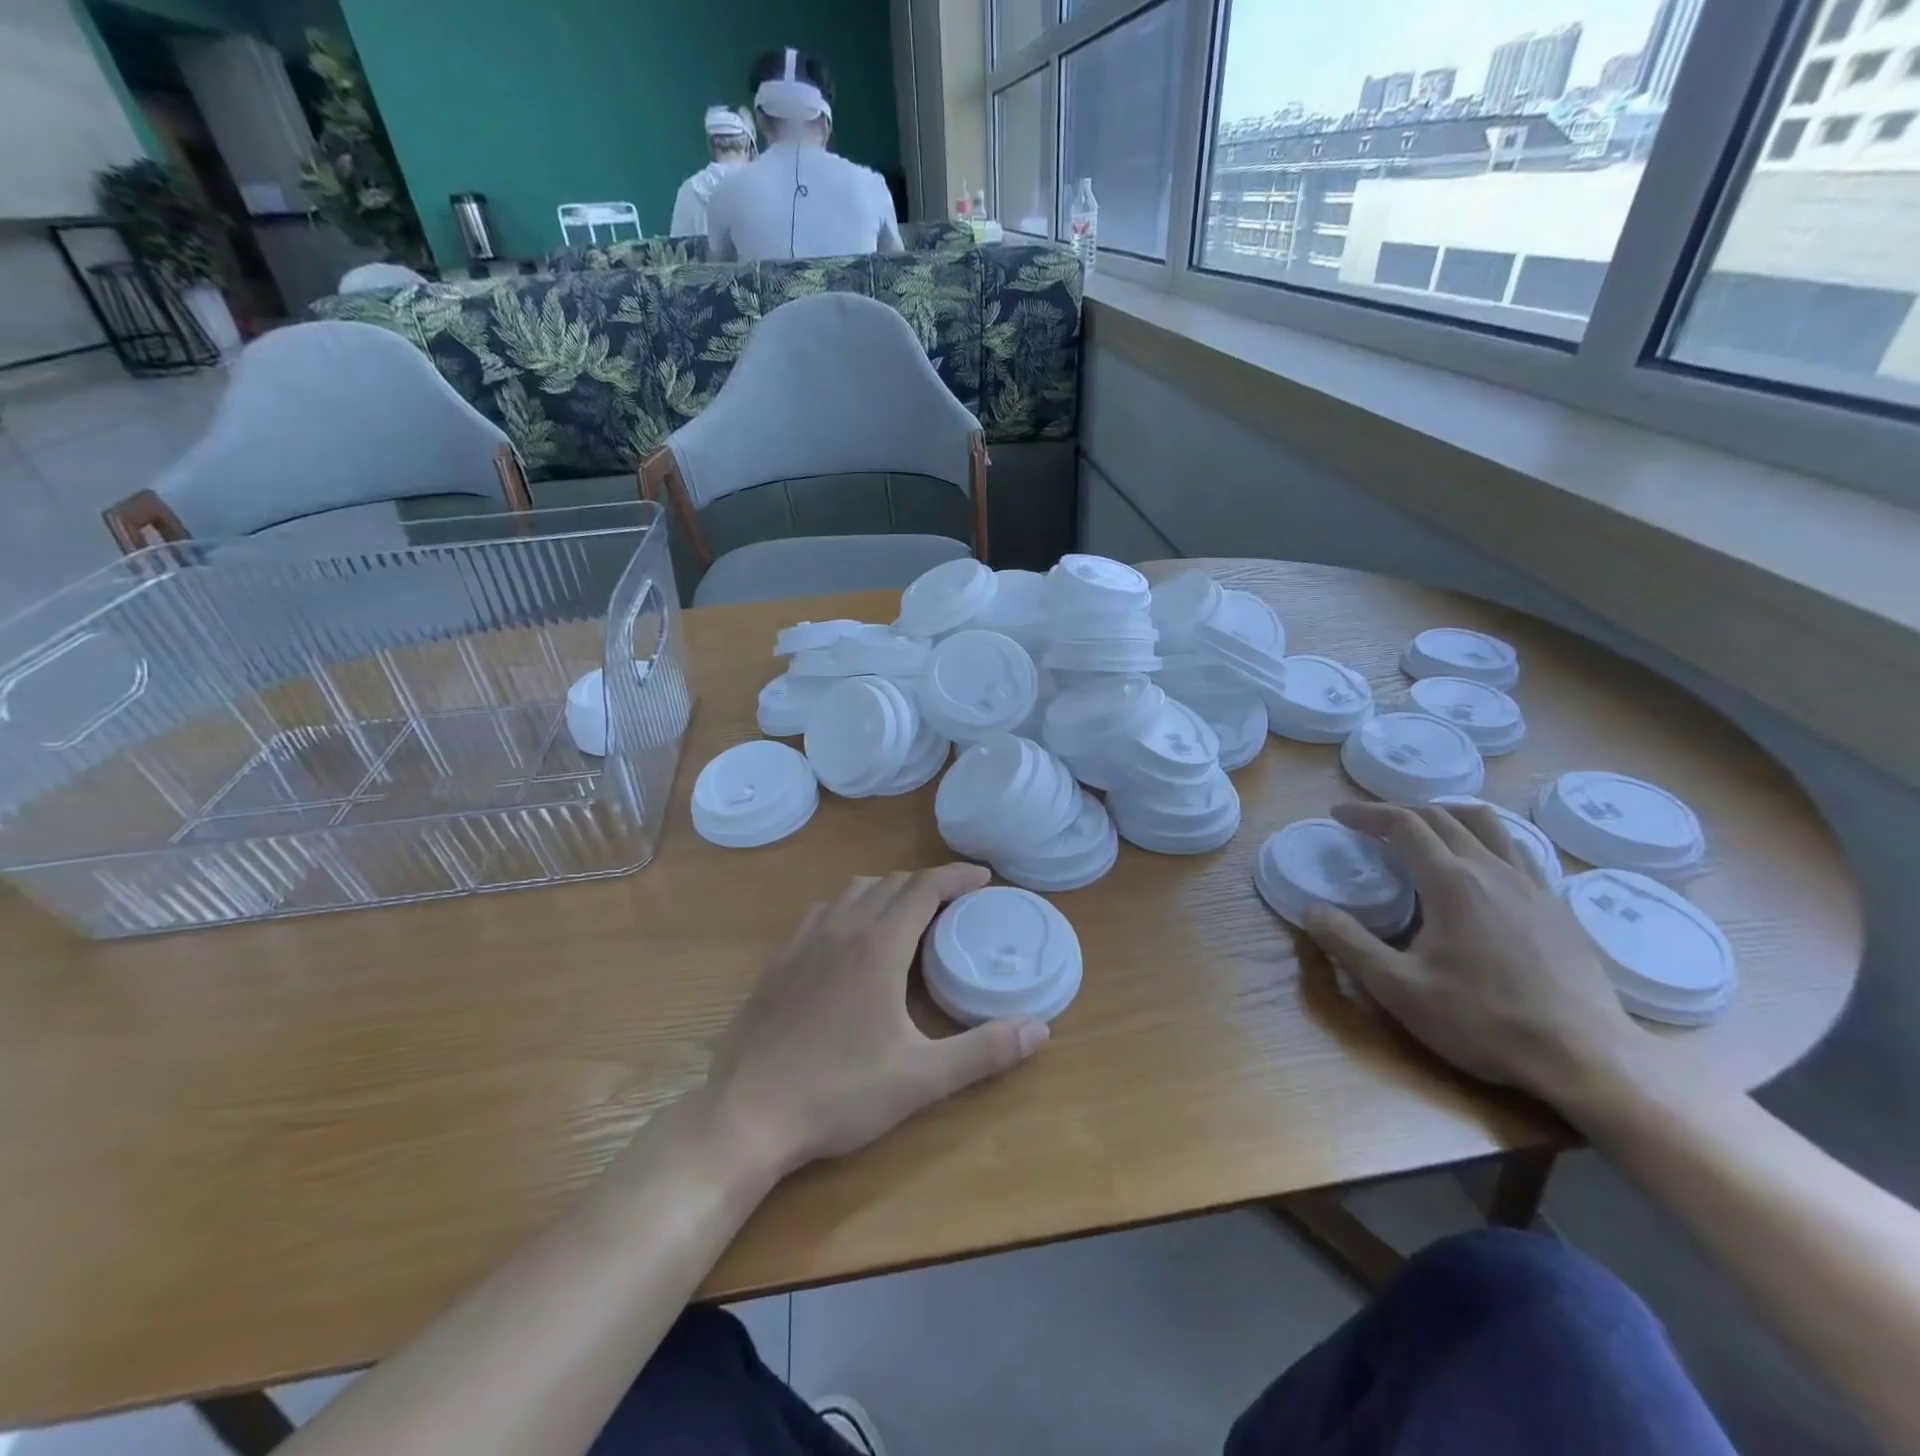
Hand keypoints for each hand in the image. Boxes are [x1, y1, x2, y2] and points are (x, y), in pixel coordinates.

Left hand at [696, 864, 1049, 1178]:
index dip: (956, 876)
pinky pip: (821, 913)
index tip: (983, 877)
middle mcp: (840, 929)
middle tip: (954, 904)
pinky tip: (850, 942)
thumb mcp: (921, 1078)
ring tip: (906, 917)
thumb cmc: (839, 1092)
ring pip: (851, 892)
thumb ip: (984, 1051)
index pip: (923, 888)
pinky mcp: (777, 962)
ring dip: (886, 892)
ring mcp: (803, 942)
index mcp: (877, 946)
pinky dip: (849, 909)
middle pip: (890, 883)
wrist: (745, 1114)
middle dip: (926, 884)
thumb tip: (1040, 1028)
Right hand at [1301, 802, 1644, 1103]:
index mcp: (1452, 882)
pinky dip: (1488, 841)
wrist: (1587, 1059)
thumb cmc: (1484, 1021)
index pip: (1404, 825)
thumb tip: (1310, 909)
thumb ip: (1349, 944)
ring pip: (1489, 826)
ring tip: (1427, 829)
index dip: (1367, 814)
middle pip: (1444, 817)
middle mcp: (1493, 871)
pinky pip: (1519, 852)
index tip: (1339, 815)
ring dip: (1449, 816)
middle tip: (1371, 823)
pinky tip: (1482, 868)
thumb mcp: (1399, 989)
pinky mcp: (1558, 909)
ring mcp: (1534, 887)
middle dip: (1401, 811)